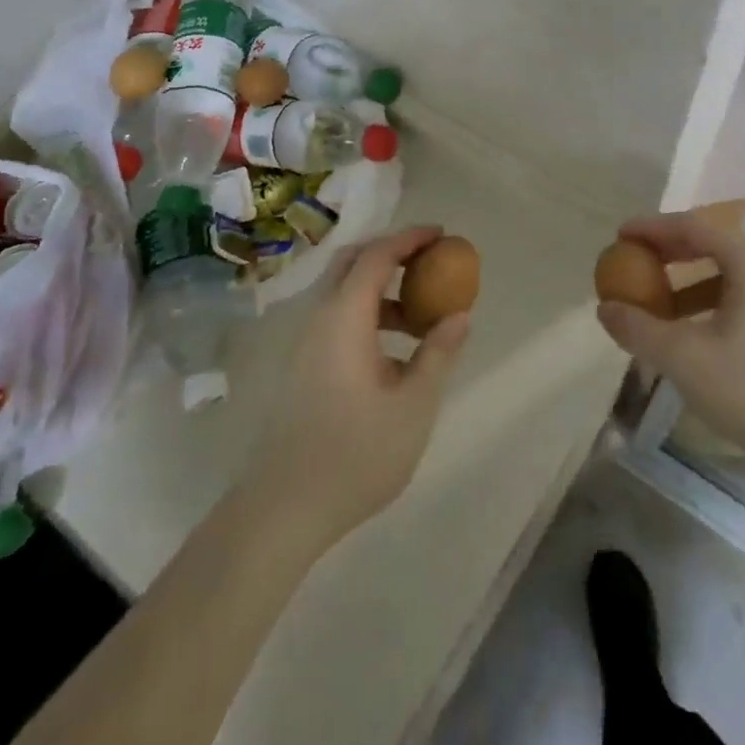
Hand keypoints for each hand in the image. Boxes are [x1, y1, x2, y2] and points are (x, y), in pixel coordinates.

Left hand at [245, 226, 469, 547]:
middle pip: (352, 263)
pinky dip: (369, 313)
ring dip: (382, 289)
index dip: (410, 239)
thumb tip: (459, 315)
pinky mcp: (304, 366)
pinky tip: (394, 352)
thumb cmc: (356, 454)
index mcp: (344, 318)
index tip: (442, 235)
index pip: (376, 256)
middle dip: (392, 253)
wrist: (284, 509)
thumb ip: (438, 353)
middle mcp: (320, 319)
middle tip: (430, 262)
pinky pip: (338, 318)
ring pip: (344, 292)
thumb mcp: (414, 405)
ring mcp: (307, 343)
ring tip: (421, 317)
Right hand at [596, 211, 744, 507]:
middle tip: (634, 264)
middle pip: (713, 244)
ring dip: (689, 282)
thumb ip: (640, 329)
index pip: (693, 226)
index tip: (620, 235)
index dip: (652, 228)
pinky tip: (695, 333)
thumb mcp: (686, 361)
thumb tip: (605, 308)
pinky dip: (713, 303)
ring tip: (658, 305)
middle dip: (669, 253)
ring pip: (729, 274)